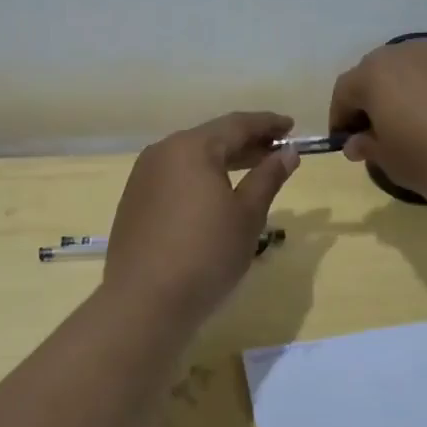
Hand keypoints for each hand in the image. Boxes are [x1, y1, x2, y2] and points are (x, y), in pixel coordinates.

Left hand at [104, 112, 299, 326]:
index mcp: (191, 147)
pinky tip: (217, 195)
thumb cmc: (206, 253)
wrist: (144, 302)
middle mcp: (163, 152)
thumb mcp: (247, 215)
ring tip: (253, 171)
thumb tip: (288, 152)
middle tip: (277, 150)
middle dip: (247, 142)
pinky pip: (175, 177)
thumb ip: (268, 177)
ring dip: (224, 160)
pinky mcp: (134, 201)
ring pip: (192, 157)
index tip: (291, 126)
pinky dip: (201, 178)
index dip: (267, 123)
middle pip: (212, 137)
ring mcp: (143, 177)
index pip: (237, 124)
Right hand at [328, 40, 426, 211]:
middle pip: (379, 74)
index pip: (344, 92)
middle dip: (375, 103)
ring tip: (425, 129)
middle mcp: (408, 52)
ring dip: (410, 95)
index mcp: (376, 75)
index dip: (341, 118)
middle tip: (384, 136)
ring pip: (416, 71)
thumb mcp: (396, 166)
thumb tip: (358, 140)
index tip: (349, 144)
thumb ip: (370, 148)